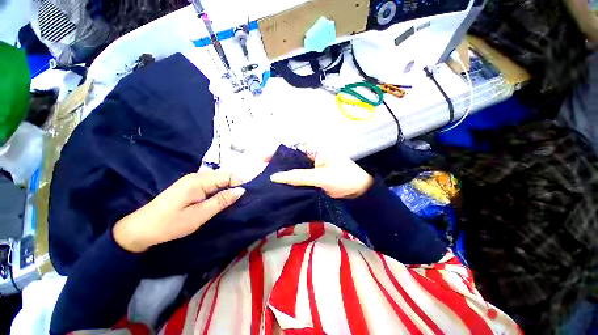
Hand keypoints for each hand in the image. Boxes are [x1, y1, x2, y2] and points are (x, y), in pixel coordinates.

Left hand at [113, 170, 244, 252]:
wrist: (141, 229)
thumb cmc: (170, 224)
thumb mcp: (199, 215)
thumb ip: (221, 201)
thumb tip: (241, 190)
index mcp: (199, 180)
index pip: (229, 175)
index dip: (238, 184)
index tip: (241, 199)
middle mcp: (197, 175)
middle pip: (225, 175)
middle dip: (234, 186)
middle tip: (236, 203)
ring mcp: (193, 180)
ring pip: (219, 179)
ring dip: (227, 189)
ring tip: (228, 204)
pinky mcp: (191, 185)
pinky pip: (212, 184)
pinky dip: (219, 191)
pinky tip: (218, 201)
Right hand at [270, 145, 372, 198]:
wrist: (358, 191)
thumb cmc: (343, 178)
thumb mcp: (321, 177)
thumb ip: (299, 177)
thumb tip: (275, 177)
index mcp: (314, 150)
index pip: (291, 147)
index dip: (276, 151)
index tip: (262, 159)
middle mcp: (311, 156)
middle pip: (290, 158)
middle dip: (276, 163)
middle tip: (261, 171)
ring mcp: (311, 167)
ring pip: (293, 168)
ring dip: (282, 172)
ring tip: (266, 178)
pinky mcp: (312, 177)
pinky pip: (298, 177)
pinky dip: (290, 180)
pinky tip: (280, 185)